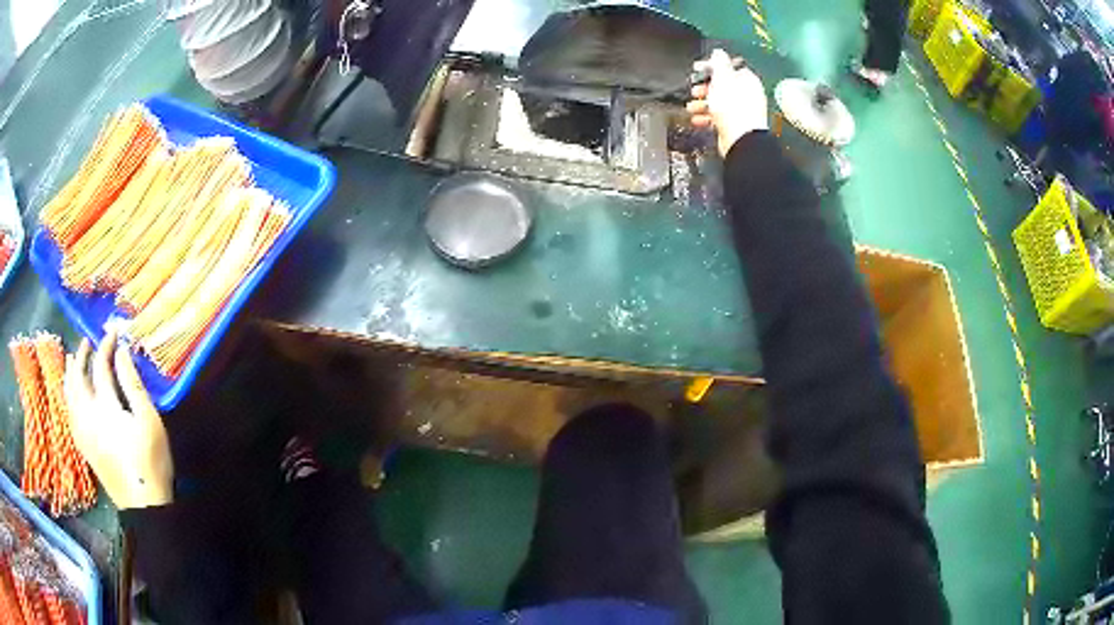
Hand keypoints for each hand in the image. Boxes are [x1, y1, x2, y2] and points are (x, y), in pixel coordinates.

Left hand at [64, 329, 173, 509]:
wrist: (142, 505)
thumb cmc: (150, 461)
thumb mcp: (149, 422)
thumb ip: (133, 385)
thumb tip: (122, 352)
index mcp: (105, 407)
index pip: (101, 366)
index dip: (106, 346)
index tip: (114, 333)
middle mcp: (88, 415)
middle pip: (78, 378)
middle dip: (82, 356)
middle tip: (87, 342)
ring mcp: (82, 431)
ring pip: (69, 395)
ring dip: (71, 374)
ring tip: (73, 361)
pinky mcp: (83, 445)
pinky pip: (69, 412)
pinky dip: (68, 396)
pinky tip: (71, 395)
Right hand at [687, 49, 768, 156]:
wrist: (740, 140)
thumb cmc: (733, 108)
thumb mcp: (722, 79)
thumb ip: (719, 63)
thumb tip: (718, 52)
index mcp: (746, 80)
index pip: (727, 68)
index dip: (711, 68)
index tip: (697, 70)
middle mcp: (746, 94)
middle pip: (721, 85)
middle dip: (704, 87)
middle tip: (695, 90)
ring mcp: (740, 110)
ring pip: (717, 102)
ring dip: (702, 104)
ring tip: (692, 107)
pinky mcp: (734, 125)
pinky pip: (717, 117)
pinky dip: (706, 117)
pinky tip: (698, 119)